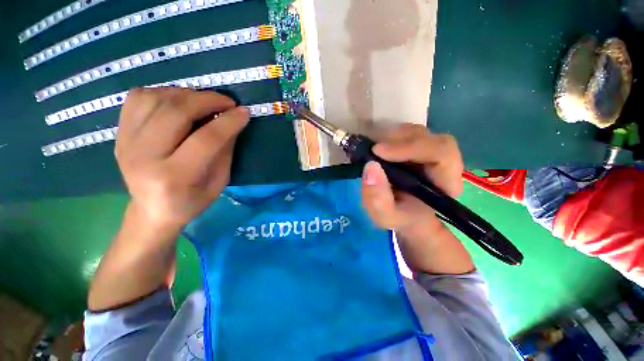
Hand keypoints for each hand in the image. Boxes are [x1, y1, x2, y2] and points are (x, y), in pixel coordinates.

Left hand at [116, 87, 249, 229]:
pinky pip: (138, 97)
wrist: (152, 210)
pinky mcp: (119, 133)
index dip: (229, 122)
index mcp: (174, 177)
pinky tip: (179, 103)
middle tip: (227, 102)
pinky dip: (163, 93)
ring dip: (187, 94)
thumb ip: (225, 150)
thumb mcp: (219, 181)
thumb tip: (232, 120)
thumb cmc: (192, 201)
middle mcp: (144, 157)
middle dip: (207, 100)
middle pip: (176, 112)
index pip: (205, 140)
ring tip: (204, 102)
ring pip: (156, 99)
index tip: (244, 112)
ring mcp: (126, 142)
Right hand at [361, 124, 463, 236]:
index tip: (378, 151)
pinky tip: (379, 147)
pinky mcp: (419, 149)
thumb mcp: (385, 216)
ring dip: (394, 137)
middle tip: (374, 149)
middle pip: (430, 138)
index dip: (410, 148)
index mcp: (446, 183)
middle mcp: (444, 164)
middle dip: (401, 140)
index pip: (441, 153)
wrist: (408, 216)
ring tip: (375, 149)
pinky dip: (391, 136)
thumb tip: (370, 166)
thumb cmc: (400, 218)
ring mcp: (431, 153)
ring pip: (419, 134)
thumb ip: (378, 199)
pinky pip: (408, 135)